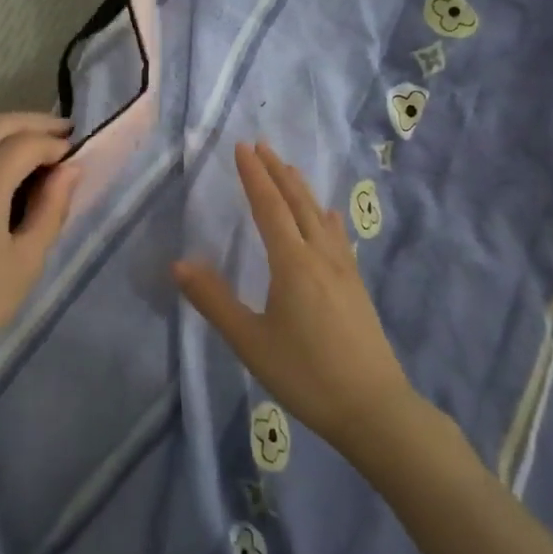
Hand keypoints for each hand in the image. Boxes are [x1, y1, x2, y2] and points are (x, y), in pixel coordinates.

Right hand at [174, 143, 416, 459]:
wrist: (373, 408)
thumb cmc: (305, 375)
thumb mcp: (250, 342)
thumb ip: (214, 301)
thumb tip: (179, 264)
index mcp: (292, 263)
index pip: (269, 207)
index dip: (254, 176)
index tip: (242, 147)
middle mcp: (320, 256)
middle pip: (298, 203)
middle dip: (278, 172)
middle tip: (262, 146)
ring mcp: (344, 270)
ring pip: (320, 216)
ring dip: (301, 189)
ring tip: (290, 169)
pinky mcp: (357, 286)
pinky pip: (338, 236)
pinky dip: (326, 216)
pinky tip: (330, 217)